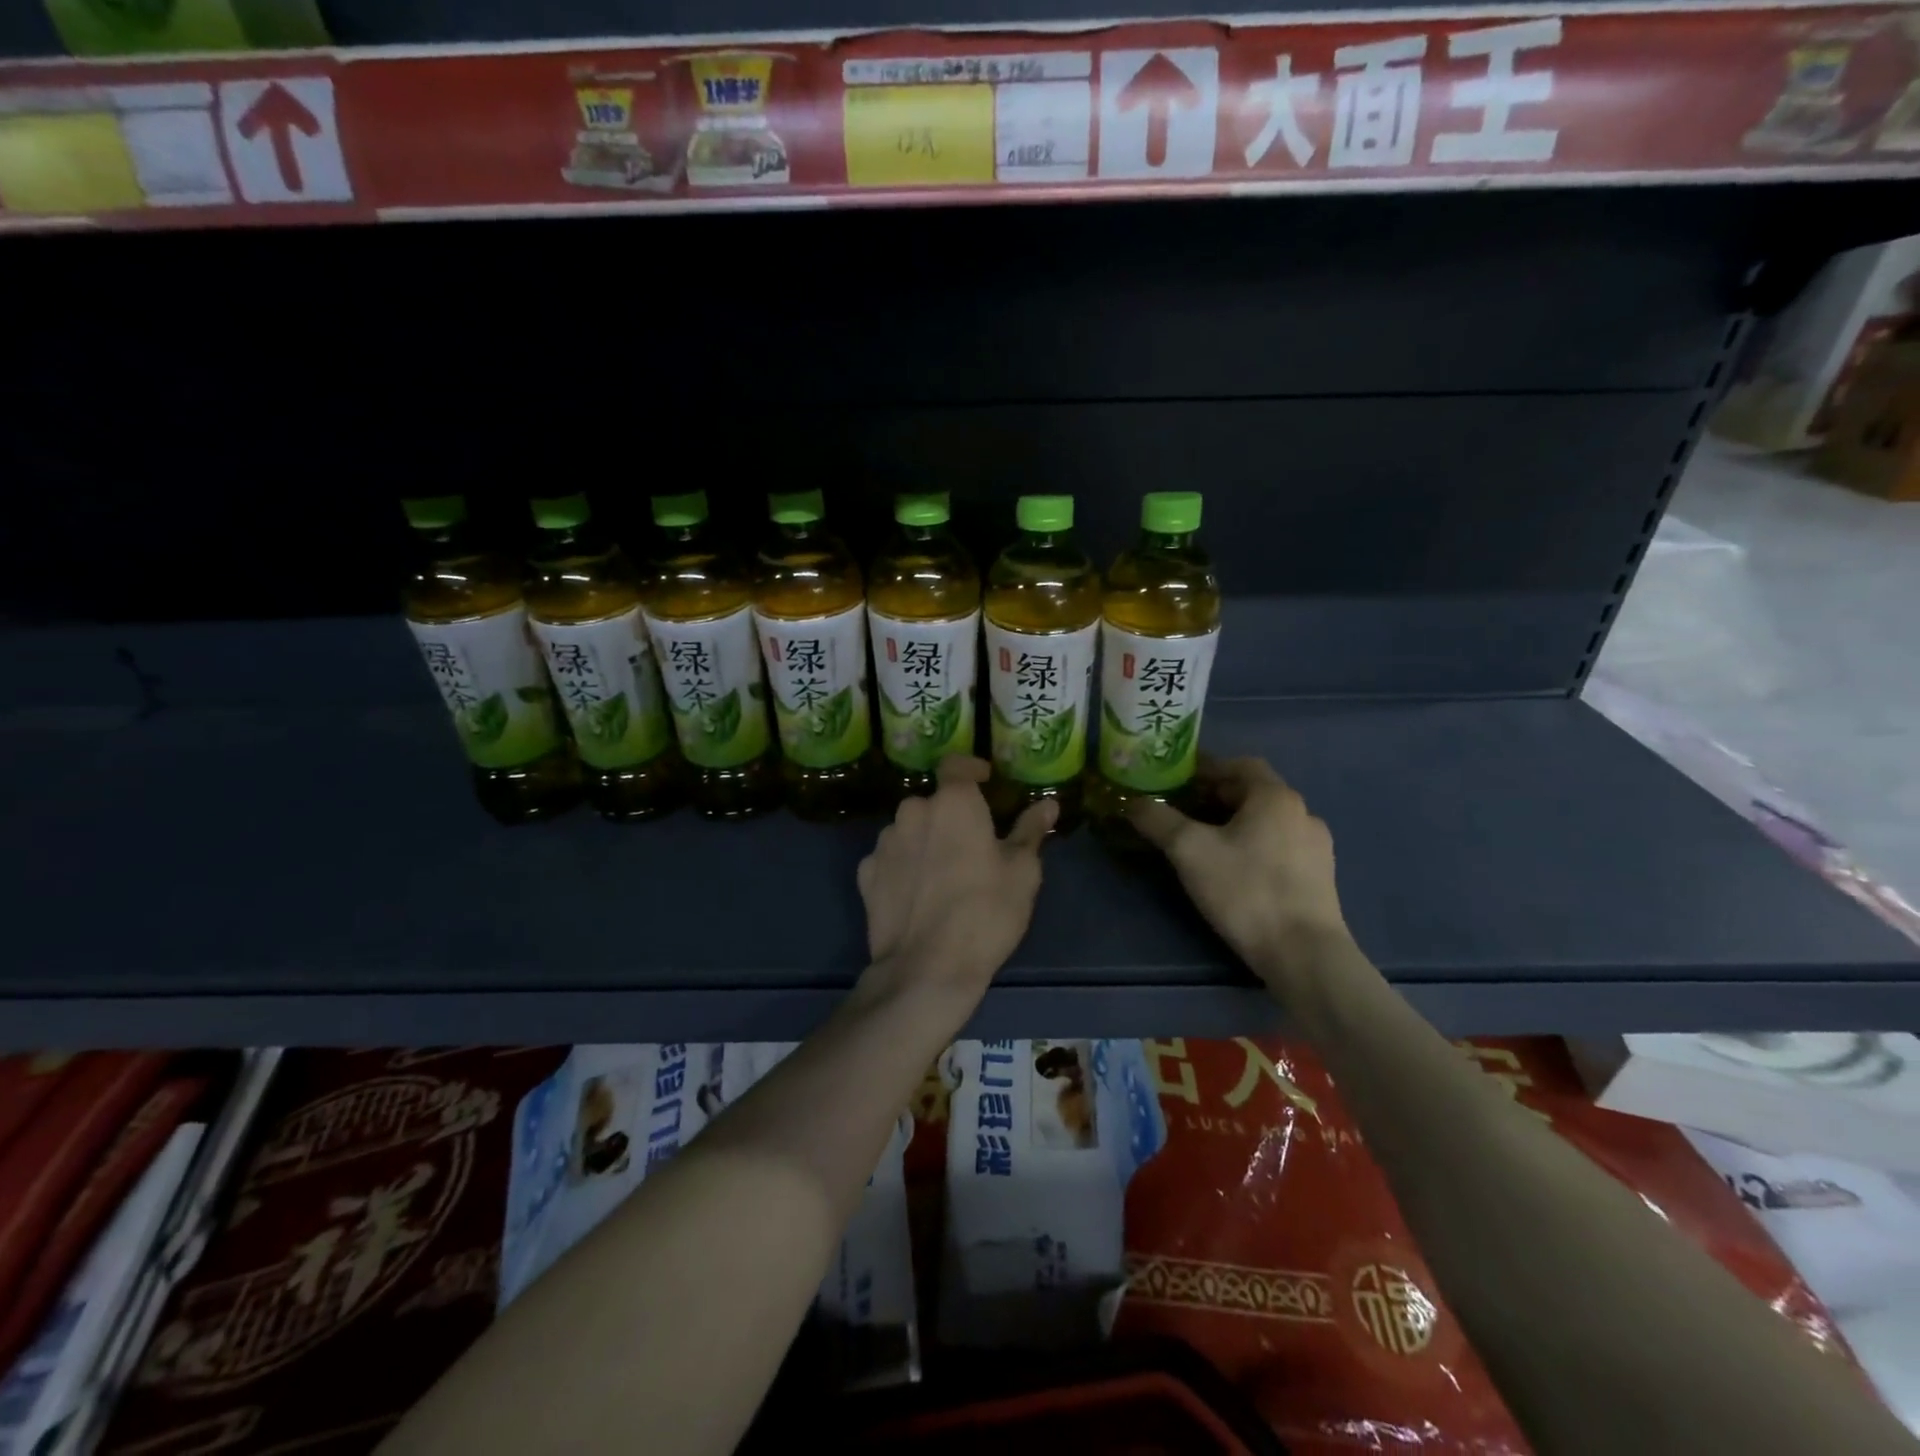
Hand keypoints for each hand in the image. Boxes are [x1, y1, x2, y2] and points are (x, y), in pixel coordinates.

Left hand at [855, 756, 1055, 1012]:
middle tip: (973, 843)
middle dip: (952, 814)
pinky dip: (905, 866)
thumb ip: (1031, 830)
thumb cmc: (985, 912)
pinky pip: (891, 858)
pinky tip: (919, 893)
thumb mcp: (1023, 872)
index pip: (956, 765)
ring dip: (926, 839)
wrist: (927, 968)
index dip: (971, 768)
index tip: (986, 781)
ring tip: (945, 872)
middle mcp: (912, 811)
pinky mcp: (866, 874)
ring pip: (910, 829)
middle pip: (933, 802)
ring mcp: (884, 843)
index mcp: (952, 802)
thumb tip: (1048, 805)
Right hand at [1130, 757, 1347, 979]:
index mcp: (1275, 797)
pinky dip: (1255, 845)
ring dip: (1236, 823)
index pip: (1239, 765)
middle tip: (1183, 810)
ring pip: (1268, 821)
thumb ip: (1158, 820)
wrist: (1304, 953)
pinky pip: (1280, 846)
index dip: (1206, 769)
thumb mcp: (1189, 851)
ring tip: (1205, 842)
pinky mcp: (1320, 877)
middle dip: (1217, 797)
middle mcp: (1302, 813)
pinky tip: (1236, 869)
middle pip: (1253, 792)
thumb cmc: (1246, 890)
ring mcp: (1317, 846)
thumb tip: (1132, 802)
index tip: (1177, 781)